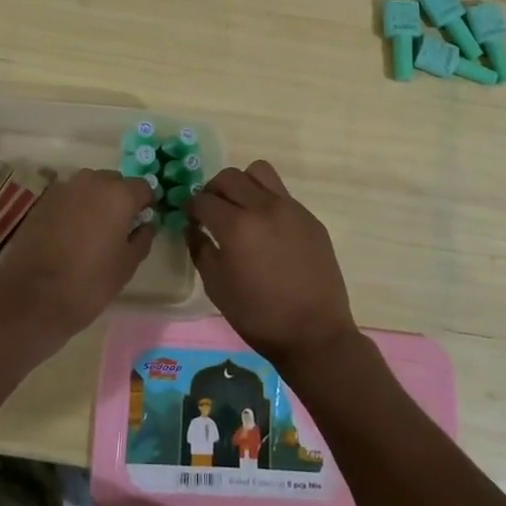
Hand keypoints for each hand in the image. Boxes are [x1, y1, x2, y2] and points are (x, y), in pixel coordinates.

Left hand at [0, 168, 155, 350]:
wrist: (32, 297)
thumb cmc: (89, 282)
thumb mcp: (127, 265)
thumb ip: (141, 238)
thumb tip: (144, 225)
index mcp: (118, 195)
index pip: (143, 187)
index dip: (145, 204)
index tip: (142, 223)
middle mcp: (91, 182)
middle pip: (114, 182)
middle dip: (119, 199)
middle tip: (117, 229)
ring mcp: (63, 189)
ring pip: (89, 188)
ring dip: (95, 202)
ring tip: (92, 232)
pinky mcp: (42, 201)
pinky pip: (68, 198)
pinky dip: (74, 209)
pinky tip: (69, 235)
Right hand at [186, 161, 359, 372]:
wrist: (314, 333)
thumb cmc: (258, 316)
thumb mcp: (217, 287)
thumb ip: (200, 249)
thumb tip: (193, 227)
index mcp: (236, 226)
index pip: (203, 199)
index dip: (191, 208)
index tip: (191, 219)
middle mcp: (263, 207)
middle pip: (229, 177)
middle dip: (213, 190)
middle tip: (212, 212)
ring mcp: (291, 209)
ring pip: (259, 172)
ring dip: (243, 184)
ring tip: (241, 209)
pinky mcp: (310, 218)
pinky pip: (282, 194)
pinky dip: (267, 201)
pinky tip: (268, 230)